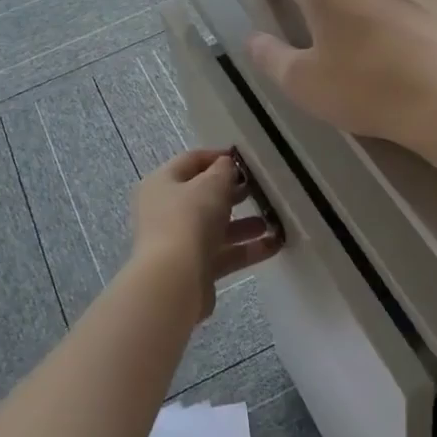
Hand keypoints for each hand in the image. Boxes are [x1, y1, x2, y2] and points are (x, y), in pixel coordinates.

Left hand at [128, 149, 282, 320]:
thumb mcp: (211, 185)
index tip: (245, 160)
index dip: (218, 157)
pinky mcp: (193, 268)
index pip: (191, 161)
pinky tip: (274, 245)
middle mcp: (165, 210)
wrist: (174, 280)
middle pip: (203, 196)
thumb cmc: (189, 219)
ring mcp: (178, 241)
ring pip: (215, 227)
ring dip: (244, 224)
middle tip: (260, 190)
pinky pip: (223, 254)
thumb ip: (223, 171)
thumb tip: (227, 165)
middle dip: (233, 193)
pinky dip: (246, 249)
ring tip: (272, 220)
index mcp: (162, 183)